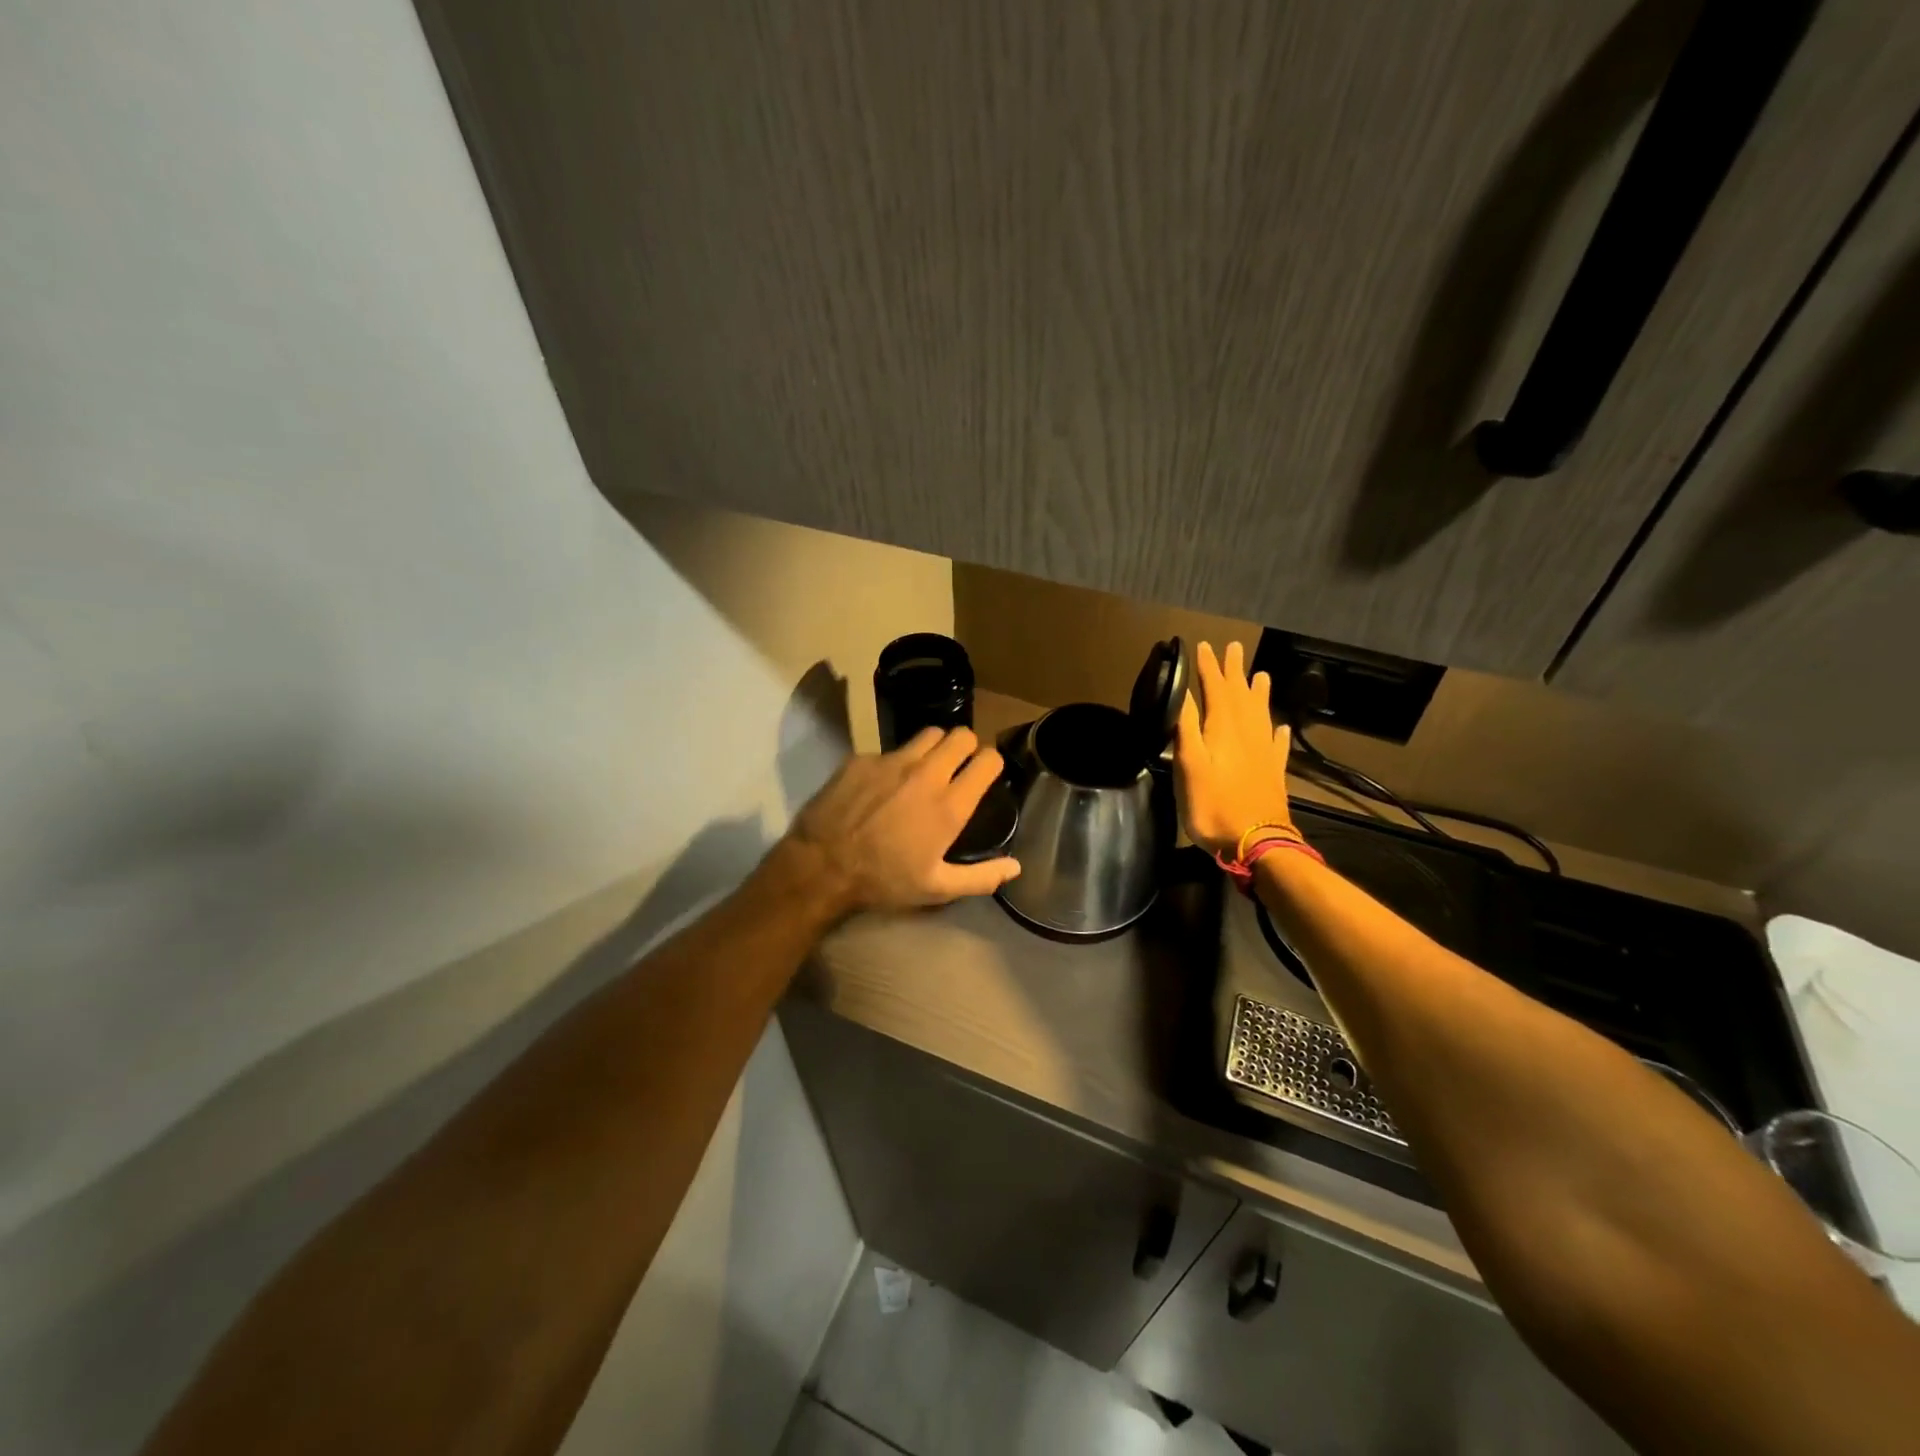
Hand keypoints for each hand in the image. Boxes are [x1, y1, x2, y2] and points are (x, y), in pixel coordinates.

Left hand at [785, 726, 1020, 912]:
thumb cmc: (884, 880)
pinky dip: (894, 763)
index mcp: (950, 805)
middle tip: (958, 767)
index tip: (985, 775)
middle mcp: (926, 774)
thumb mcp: (936, 888)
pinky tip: (882, 785)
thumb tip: (1016, 867)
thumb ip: (981, 877)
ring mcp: (892, 761)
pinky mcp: (863, 758)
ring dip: (934, 747)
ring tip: (925, 768)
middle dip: (966, 747)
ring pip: (928, 734)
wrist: (821, 866)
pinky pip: (889, 750)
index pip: (988, 759)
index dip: (991, 764)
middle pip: (962, 735)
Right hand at [1174, 641, 1294, 857]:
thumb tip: (1182, 695)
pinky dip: (1277, 731)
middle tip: (1234, 648)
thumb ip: (1186, 729)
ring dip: (1258, 692)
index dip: (1209, 668)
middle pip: (1241, 695)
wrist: (1256, 842)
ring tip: (1261, 675)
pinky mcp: (1273, 772)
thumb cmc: (1213, 805)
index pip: (1216, 689)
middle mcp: (1248, 734)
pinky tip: (1279, 727)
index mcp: (1224, 729)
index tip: (1204, 646)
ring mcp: (1264, 753)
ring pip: (1262, 713)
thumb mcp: (1189, 765)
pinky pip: (1277, 744)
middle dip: (1235, 671)